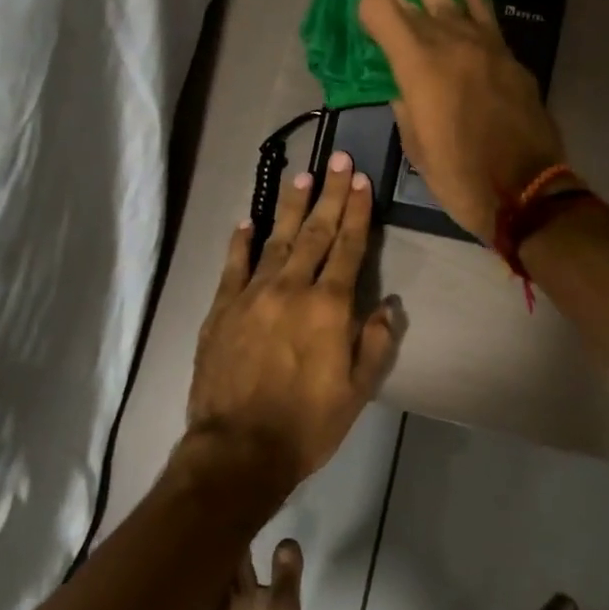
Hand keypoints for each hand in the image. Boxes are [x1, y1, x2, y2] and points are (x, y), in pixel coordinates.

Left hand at [186, 153, 404, 488]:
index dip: (357, 212)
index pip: (348, 247)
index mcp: (328, 307)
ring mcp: (252, 295)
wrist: (238, 449)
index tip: (361, 181)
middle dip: (330, 194)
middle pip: (315, 232)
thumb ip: (373, 344)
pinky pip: (233, 266)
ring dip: (292, 208)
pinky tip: (248, 223)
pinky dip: (241, 242)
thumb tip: (387, 305)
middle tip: (338, 160)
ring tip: (303, 178)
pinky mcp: (221, 309)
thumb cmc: (306, 425)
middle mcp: (291, 289)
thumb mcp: (356, 392)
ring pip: (276, 240)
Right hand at [353, 0, 565, 241]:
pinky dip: (475, 2)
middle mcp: (451, 46)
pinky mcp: (510, 62)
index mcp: (419, 68)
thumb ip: (408, 107)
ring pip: (454, 4)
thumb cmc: (460, 177)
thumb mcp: (417, 147)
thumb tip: (407, 87)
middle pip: (417, 4)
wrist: (525, 192)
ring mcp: (486, 50)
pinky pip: (488, 22)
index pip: (386, 16)